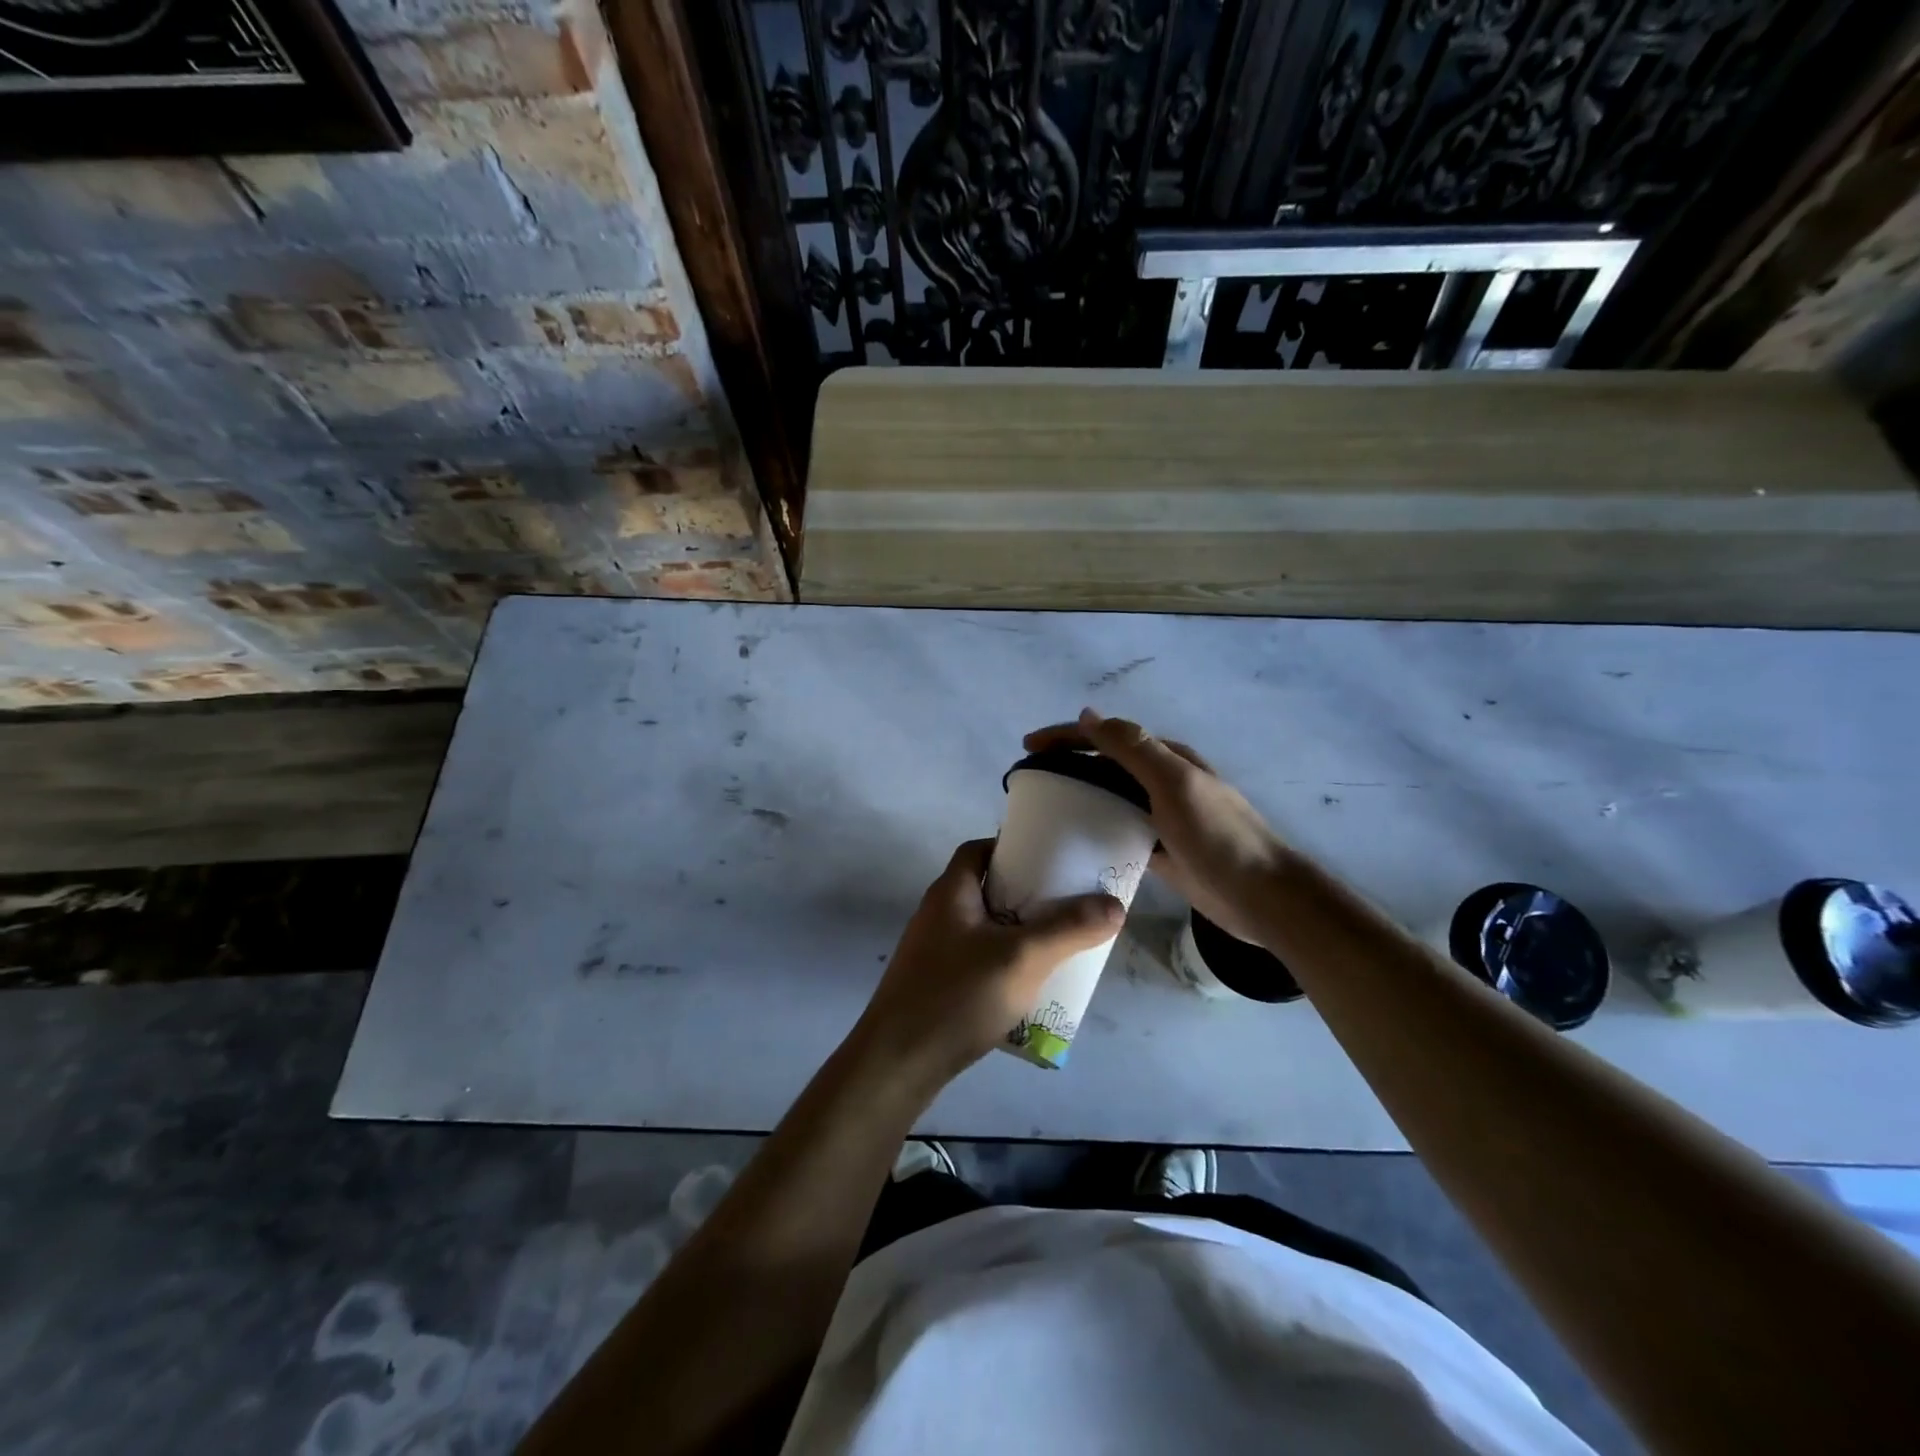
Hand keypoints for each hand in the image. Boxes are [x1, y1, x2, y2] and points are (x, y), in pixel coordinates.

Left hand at [855, 838, 1122, 1085]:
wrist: (898, 1062)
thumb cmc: (958, 996)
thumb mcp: (1022, 958)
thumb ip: (1068, 929)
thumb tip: (1114, 904)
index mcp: (951, 892)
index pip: (979, 850)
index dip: (1012, 848)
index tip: (1051, 861)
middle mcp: (939, 913)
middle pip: (987, 889)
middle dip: (1026, 895)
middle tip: (1067, 906)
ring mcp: (933, 951)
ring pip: (985, 928)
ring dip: (1018, 932)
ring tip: (1058, 945)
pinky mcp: (935, 983)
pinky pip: (977, 959)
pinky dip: (1004, 962)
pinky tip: (1028, 987)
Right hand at [1024, 708, 1288, 945]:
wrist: (1261, 896)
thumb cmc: (1217, 835)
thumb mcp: (1174, 782)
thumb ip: (1133, 748)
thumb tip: (1088, 714)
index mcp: (1166, 759)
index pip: (1107, 737)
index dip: (1066, 737)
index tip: (1028, 747)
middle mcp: (1162, 782)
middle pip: (1105, 765)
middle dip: (1067, 763)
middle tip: (1030, 778)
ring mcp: (1162, 817)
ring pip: (1110, 797)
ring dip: (1079, 795)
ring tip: (1044, 808)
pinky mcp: (1160, 849)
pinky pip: (1119, 831)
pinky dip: (1095, 830)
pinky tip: (1073, 843)